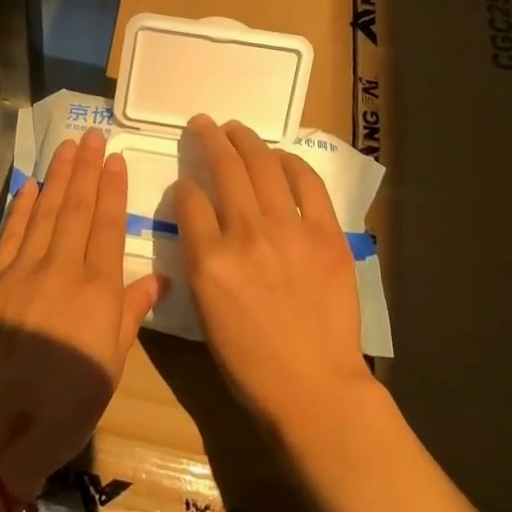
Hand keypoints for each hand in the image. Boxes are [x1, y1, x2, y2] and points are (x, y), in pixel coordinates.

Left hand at [0, 127, 167, 498]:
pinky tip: (32, 185)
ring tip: (68, 147)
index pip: (109, 226)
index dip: (113, 189)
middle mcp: (63, 268)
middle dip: (87, 169)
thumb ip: (131, 314)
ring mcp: (24, 269)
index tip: (115, 160)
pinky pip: (12, 233)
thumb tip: (159, 279)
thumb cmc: (68, 402)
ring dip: (58, 176)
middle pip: (78, 208)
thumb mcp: (112, 363)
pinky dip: (23, 206)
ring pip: (47, 211)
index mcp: (98, 289)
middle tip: (92, 136)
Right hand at [174, 116, 373, 435]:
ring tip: (235, 128)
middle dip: (209, 138)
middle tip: (204, 123)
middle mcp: (245, 235)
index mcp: (208, 260)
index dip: (184, 184)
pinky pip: (306, 184)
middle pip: (223, 168)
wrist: (314, 388)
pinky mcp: (326, 234)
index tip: (187, 182)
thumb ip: (198, 256)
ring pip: (262, 165)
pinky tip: (279, 156)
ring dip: (245, 140)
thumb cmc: (249, 361)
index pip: (188, 198)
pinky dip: (290, 163)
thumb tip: (201, 218)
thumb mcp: (204, 309)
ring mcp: (289, 231)